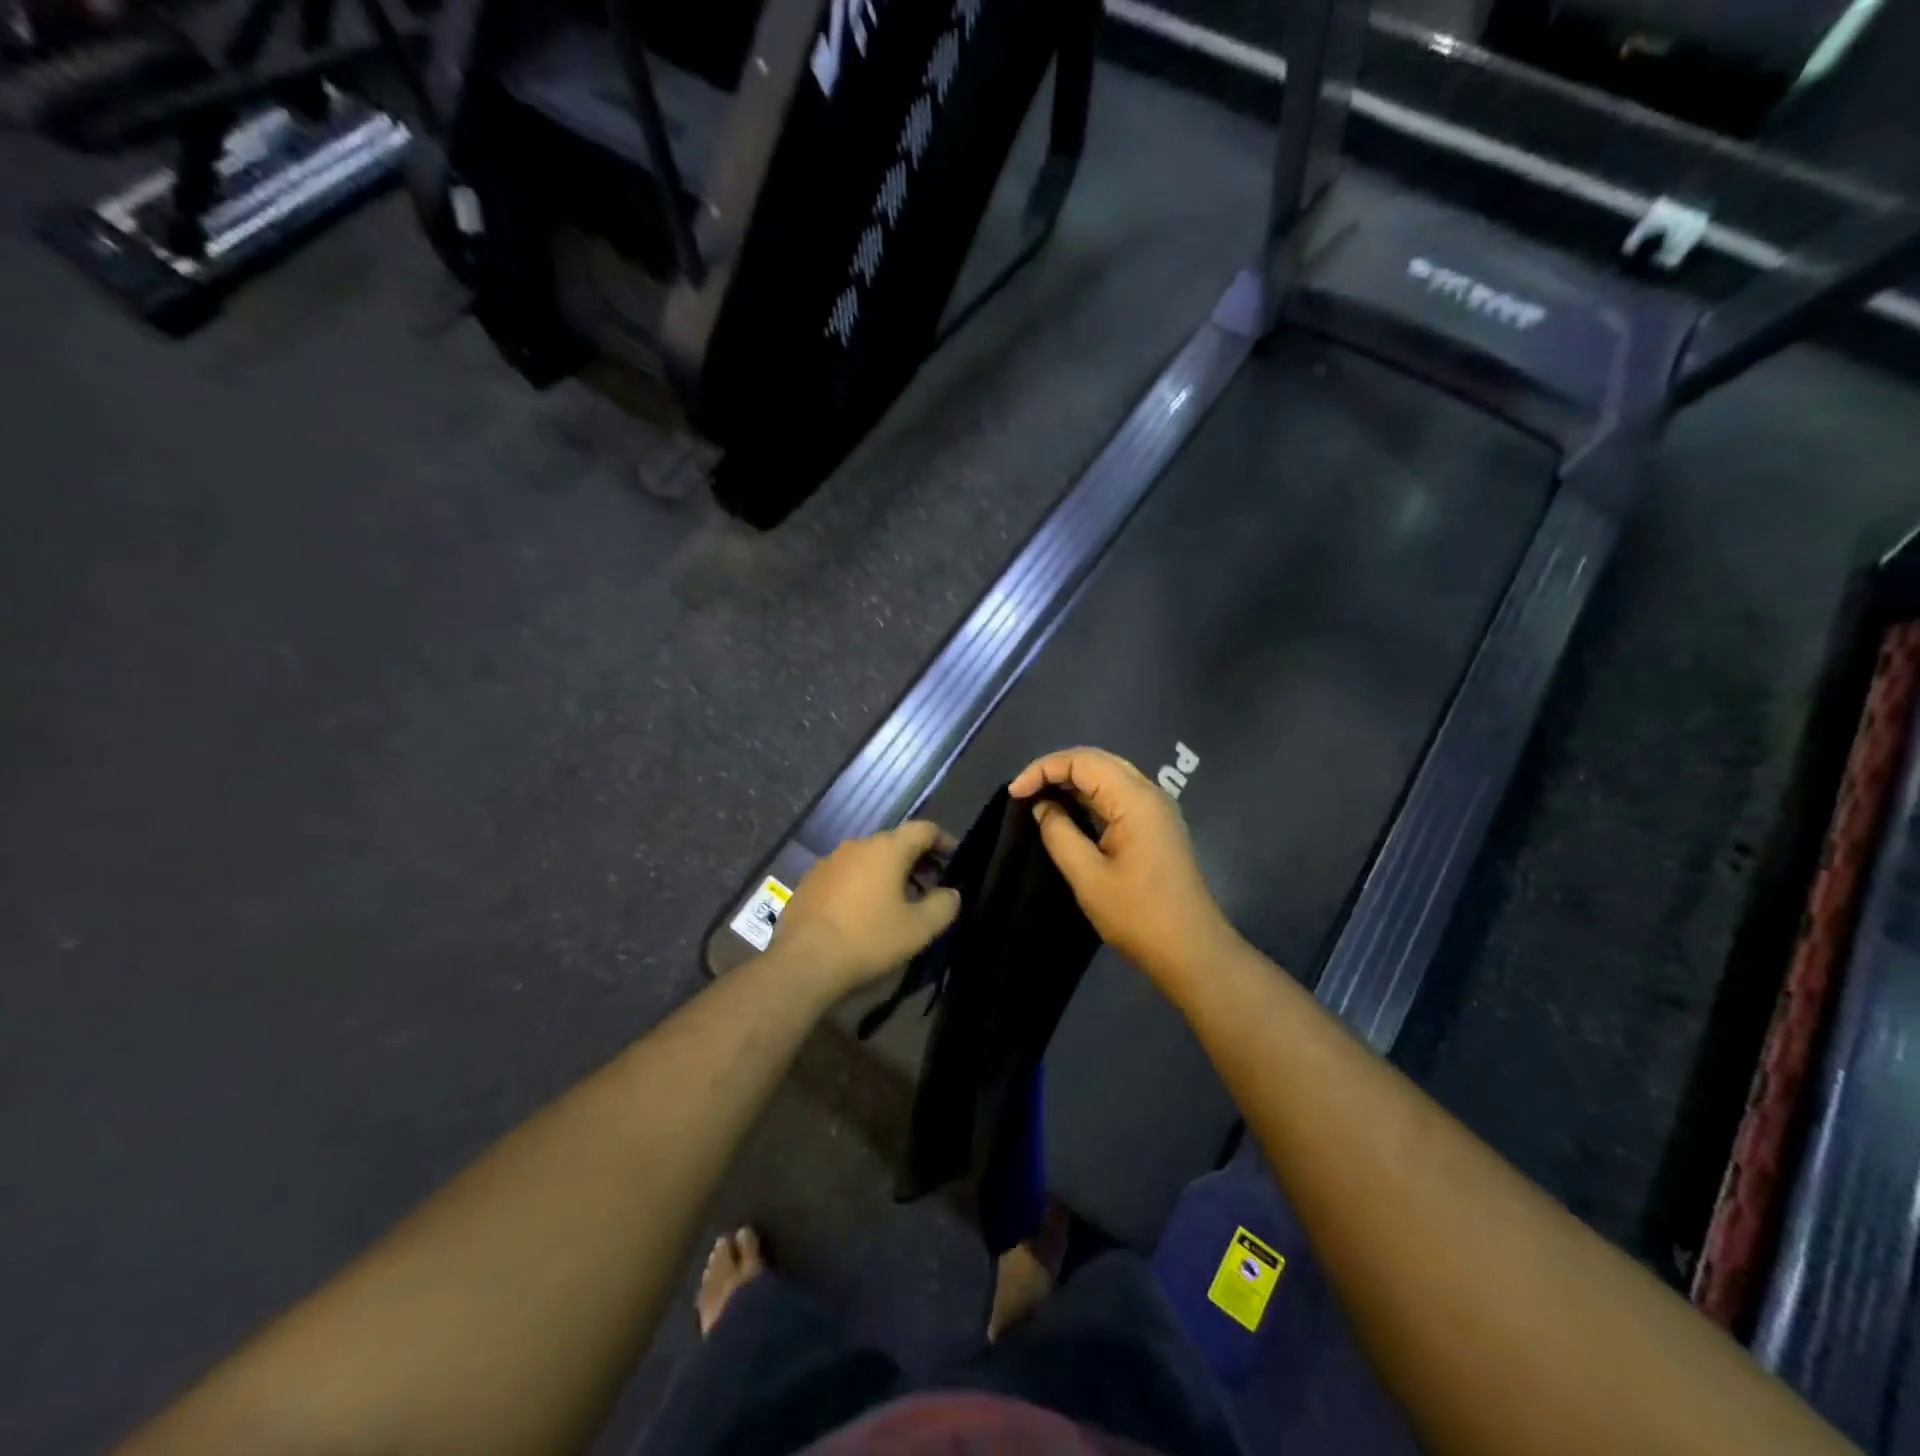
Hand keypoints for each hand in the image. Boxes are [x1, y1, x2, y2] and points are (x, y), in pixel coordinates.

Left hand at [774, 821, 960, 997]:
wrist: (804, 962)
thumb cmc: (869, 939)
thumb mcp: (919, 929)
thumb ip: (943, 906)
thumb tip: (951, 893)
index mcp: (887, 849)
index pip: (924, 830)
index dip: (944, 841)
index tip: (955, 860)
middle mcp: (857, 845)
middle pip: (895, 843)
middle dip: (917, 861)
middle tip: (931, 887)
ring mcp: (830, 862)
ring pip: (869, 859)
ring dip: (888, 875)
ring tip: (898, 904)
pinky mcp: (810, 881)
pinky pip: (846, 875)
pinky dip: (862, 885)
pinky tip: (863, 913)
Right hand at [1010, 747, 1236, 990]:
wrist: (1192, 950)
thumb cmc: (1138, 915)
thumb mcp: (1088, 877)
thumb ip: (1059, 833)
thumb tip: (1042, 806)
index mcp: (1135, 799)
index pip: (1082, 760)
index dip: (1043, 769)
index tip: (1014, 795)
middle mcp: (1149, 793)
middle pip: (1097, 761)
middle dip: (1056, 769)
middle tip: (1024, 792)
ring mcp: (1156, 809)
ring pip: (1108, 776)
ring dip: (1072, 781)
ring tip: (1039, 800)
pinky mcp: (1156, 826)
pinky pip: (1118, 795)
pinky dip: (1089, 796)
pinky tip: (1069, 813)